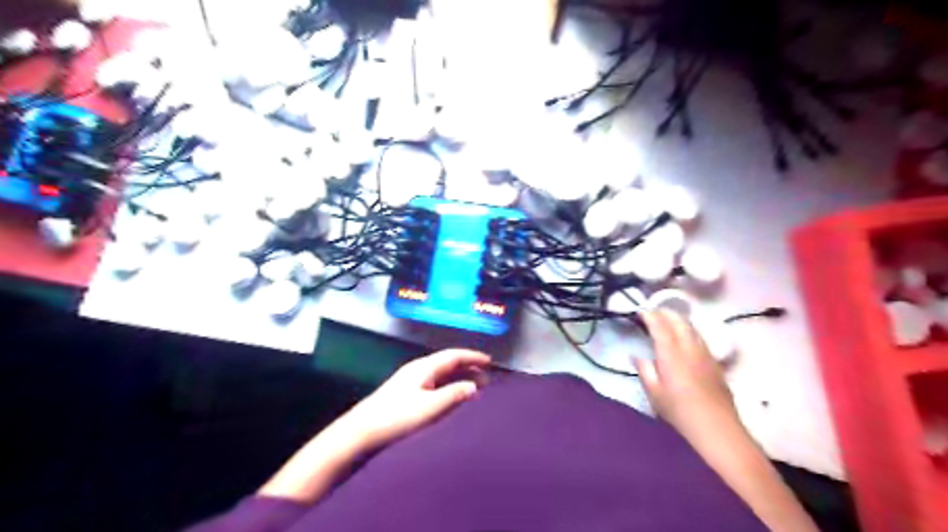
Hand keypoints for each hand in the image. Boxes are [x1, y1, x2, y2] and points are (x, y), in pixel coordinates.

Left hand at [340, 350, 487, 450]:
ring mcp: (411, 380)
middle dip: (468, 367)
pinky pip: (434, 382)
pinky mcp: (406, 392)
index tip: (489, 361)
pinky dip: (448, 385)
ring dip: (459, 377)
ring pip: (441, 373)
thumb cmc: (397, 417)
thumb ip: (453, 395)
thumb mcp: (429, 407)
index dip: (472, 357)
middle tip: (486, 377)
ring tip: (474, 387)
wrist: (362, 431)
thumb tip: (474, 386)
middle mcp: (418, 369)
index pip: (454, 356)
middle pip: (448, 363)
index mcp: (424, 367)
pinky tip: (451, 396)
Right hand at [635, 313, 740, 444]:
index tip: (640, 312)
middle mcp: (689, 348)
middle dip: (665, 313)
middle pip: (679, 321)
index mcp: (671, 354)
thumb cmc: (680, 411)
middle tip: (652, 313)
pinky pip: (699, 337)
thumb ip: (644, 370)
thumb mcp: (654, 393)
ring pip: (691, 327)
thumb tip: (637, 355)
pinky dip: (688, 330)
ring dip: (678, 319)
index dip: (650, 316)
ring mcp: (704, 353)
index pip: (660, 326)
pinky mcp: (714, 361)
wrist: (717, 427)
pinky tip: (684, 337)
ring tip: (667, 320)